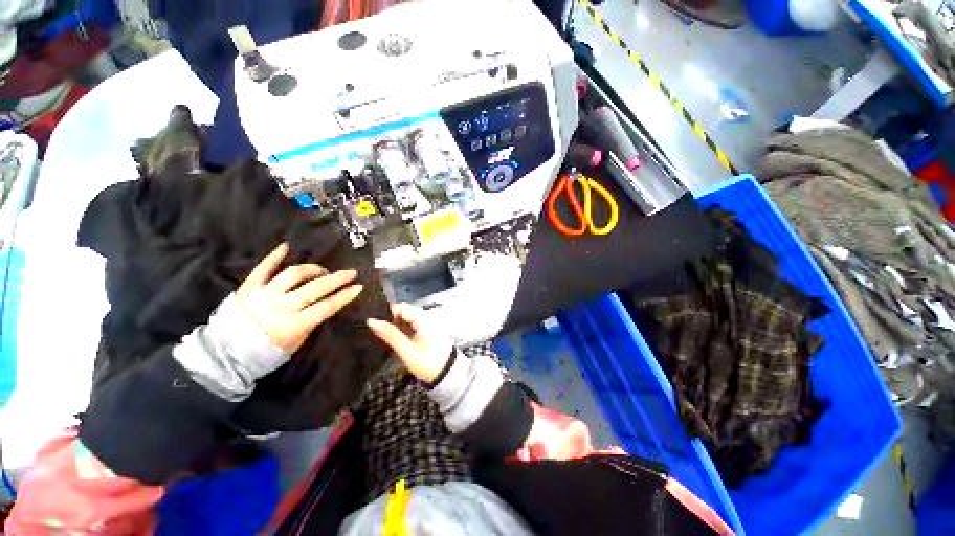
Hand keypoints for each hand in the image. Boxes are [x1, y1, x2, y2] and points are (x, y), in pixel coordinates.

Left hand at [237, 243, 362, 353]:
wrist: (226, 355)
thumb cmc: (266, 353)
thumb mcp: (296, 343)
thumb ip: (311, 323)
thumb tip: (326, 304)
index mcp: (294, 324)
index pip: (327, 306)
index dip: (345, 296)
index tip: (358, 287)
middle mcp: (280, 306)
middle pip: (315, 288)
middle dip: (337, 279)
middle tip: (350, 272)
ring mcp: (263, 294)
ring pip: (293, 274)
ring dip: (312, 269)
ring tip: (322, 270)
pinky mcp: (248, 288)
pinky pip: (263, 269)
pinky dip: (274, 257)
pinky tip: (286, 247)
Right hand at [367, 303, 452, 383]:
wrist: (447, 374)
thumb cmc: (428, 364)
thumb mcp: (407, 351)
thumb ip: (390, 335)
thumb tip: (372, 321)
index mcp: (424, 319)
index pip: (402, 307)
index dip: (387, 313)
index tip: (374, 323)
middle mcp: (427, 317)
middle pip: (404, 312)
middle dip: (391, 320)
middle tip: (377, 332)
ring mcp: (429, 323)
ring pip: (408, 319)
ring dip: (397, 326)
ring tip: (385, 337)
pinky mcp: (428, 330)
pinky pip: (413, 325)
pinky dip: (404, 330)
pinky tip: (398, 340)